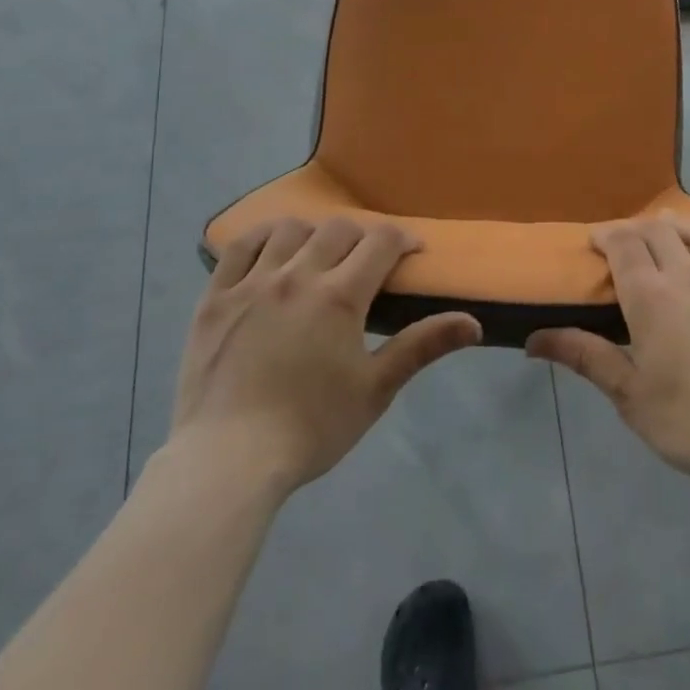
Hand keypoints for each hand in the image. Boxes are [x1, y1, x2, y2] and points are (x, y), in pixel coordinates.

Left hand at [168, 216, 482, 492]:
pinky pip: (239, 246)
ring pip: (290, 229)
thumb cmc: (311, 428)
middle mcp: (297, 275)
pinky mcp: (216, 296)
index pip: (381, 242)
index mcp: (339, 296)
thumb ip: (422, 347)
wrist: (228, 460)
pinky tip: (273, 246)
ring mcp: (251, 282)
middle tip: (369, 261)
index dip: (403, 239)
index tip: (412, 251)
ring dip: (315, 233)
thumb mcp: (375, 390)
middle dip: (363, 236)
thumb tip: (474, 324)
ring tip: (320, 254)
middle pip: (339, 229)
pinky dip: (263, 236)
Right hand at [527, 214, 689, 489]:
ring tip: (667, 232)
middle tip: (622, 243)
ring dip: (678, 225)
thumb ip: (584, 356)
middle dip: (635, 228)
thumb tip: (532, 339)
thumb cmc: (687, 417)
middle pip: (658, 230)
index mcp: (650, 295)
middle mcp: (687, 276)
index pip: (624, 243)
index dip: (606, 234)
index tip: (593, 241)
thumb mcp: (627, 393)